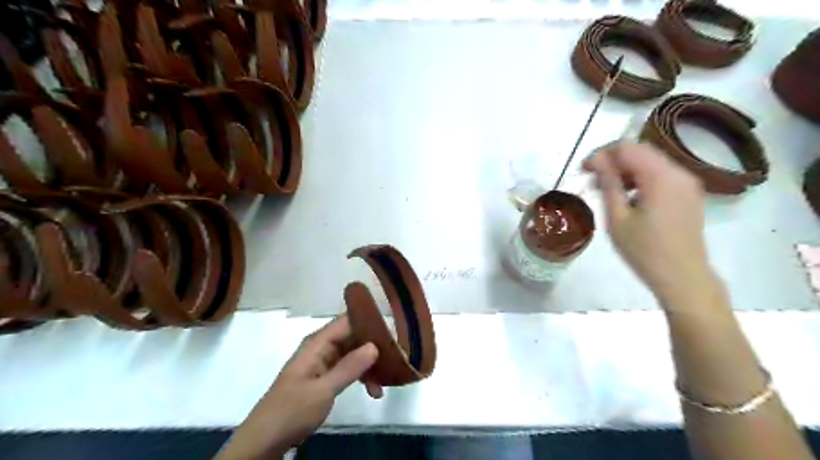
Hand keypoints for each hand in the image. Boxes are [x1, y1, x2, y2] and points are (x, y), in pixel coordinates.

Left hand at [218, 315, 384, 459]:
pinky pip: (348, 369)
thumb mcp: (323, 390)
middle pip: (352, 337)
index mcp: (318, 343)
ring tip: (385, 382)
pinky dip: (361, 377)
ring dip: (369, 366)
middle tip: (396, 358)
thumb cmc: (291, 410)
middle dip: (373, 346)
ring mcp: (323, 363)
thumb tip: (374, 345)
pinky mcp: (324, 378)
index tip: (392, 330)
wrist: (264, 441)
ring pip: (353, 354)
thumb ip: (349, 367)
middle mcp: (321, 348)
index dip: (369, 322)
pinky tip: (374, 390)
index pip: (347, 321)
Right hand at [583, 141, 718, 304]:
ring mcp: (687, 183)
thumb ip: (608, 184)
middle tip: (591, 179)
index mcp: (660, 177)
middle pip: (640, 151)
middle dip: (612, 160)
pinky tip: (627, 197)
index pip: (626, 148)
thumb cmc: (644, 251)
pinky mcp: (688, 194)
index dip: (601, 154)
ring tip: (606, 190)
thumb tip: (596, 160)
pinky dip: (640, 179)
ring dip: (625, 170)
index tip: (583, 170)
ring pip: (650, 162)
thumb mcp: (617, 218)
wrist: (683, 277)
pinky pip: (660, 175)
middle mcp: (678, 172)